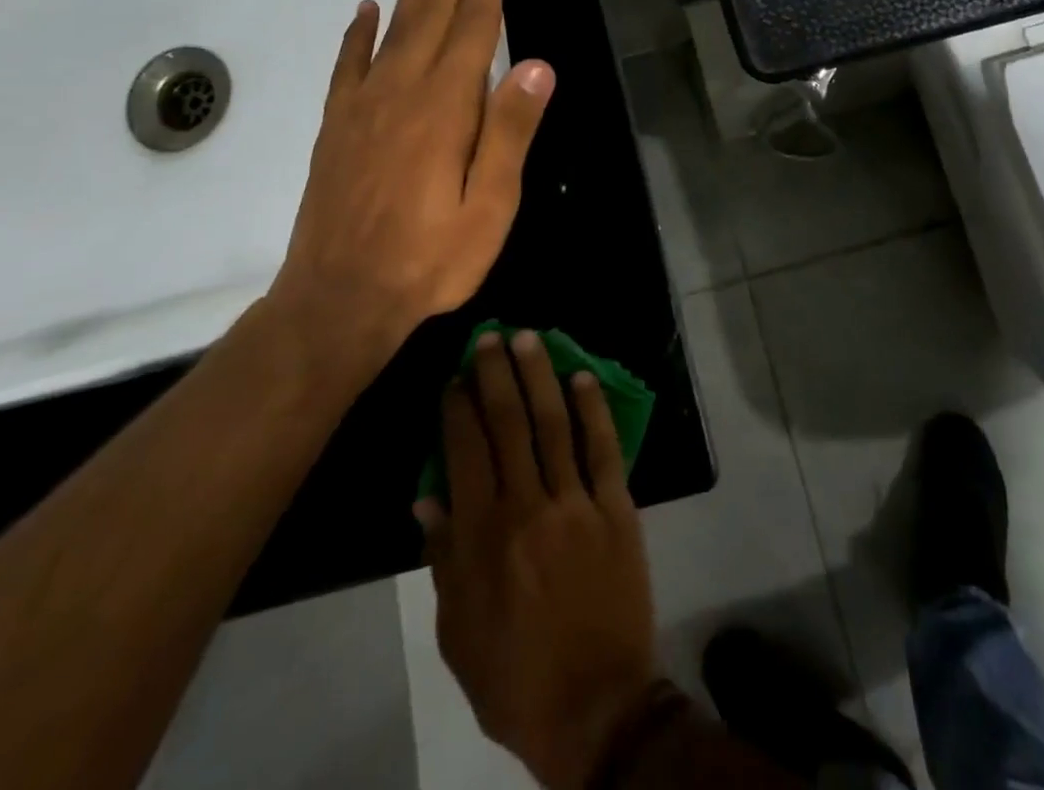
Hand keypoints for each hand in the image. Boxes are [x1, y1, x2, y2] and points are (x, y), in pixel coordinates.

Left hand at [267, 0, 554, 353]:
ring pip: (391, 28)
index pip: (471, 30)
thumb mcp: (490, 205)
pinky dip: (359, 32)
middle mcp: (402, 92)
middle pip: (429, 14)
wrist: (339, 299)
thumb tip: (535, 66)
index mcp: (446, 108)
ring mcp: (362, 106)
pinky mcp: (336, 126)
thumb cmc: (430, 258)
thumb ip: (510, 131)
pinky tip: (366, 11)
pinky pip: (348, 64)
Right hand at [417, 332, 658, 789]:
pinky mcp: (616, 508)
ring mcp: (576, 503)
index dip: (459, 409)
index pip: (466, 452)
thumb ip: (442, 558)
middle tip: (490, 337)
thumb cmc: (514, 675)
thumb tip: (427, 497)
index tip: (455, 377)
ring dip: (540, 376)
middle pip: (508, 425)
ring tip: (529, 339)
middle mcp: (527, 506)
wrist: (595, 706)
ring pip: (554, 424)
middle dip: (496, 375)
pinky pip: (603, 448)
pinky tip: (582, 377)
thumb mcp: (458, 631)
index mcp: (482, 536)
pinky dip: (593, 409)